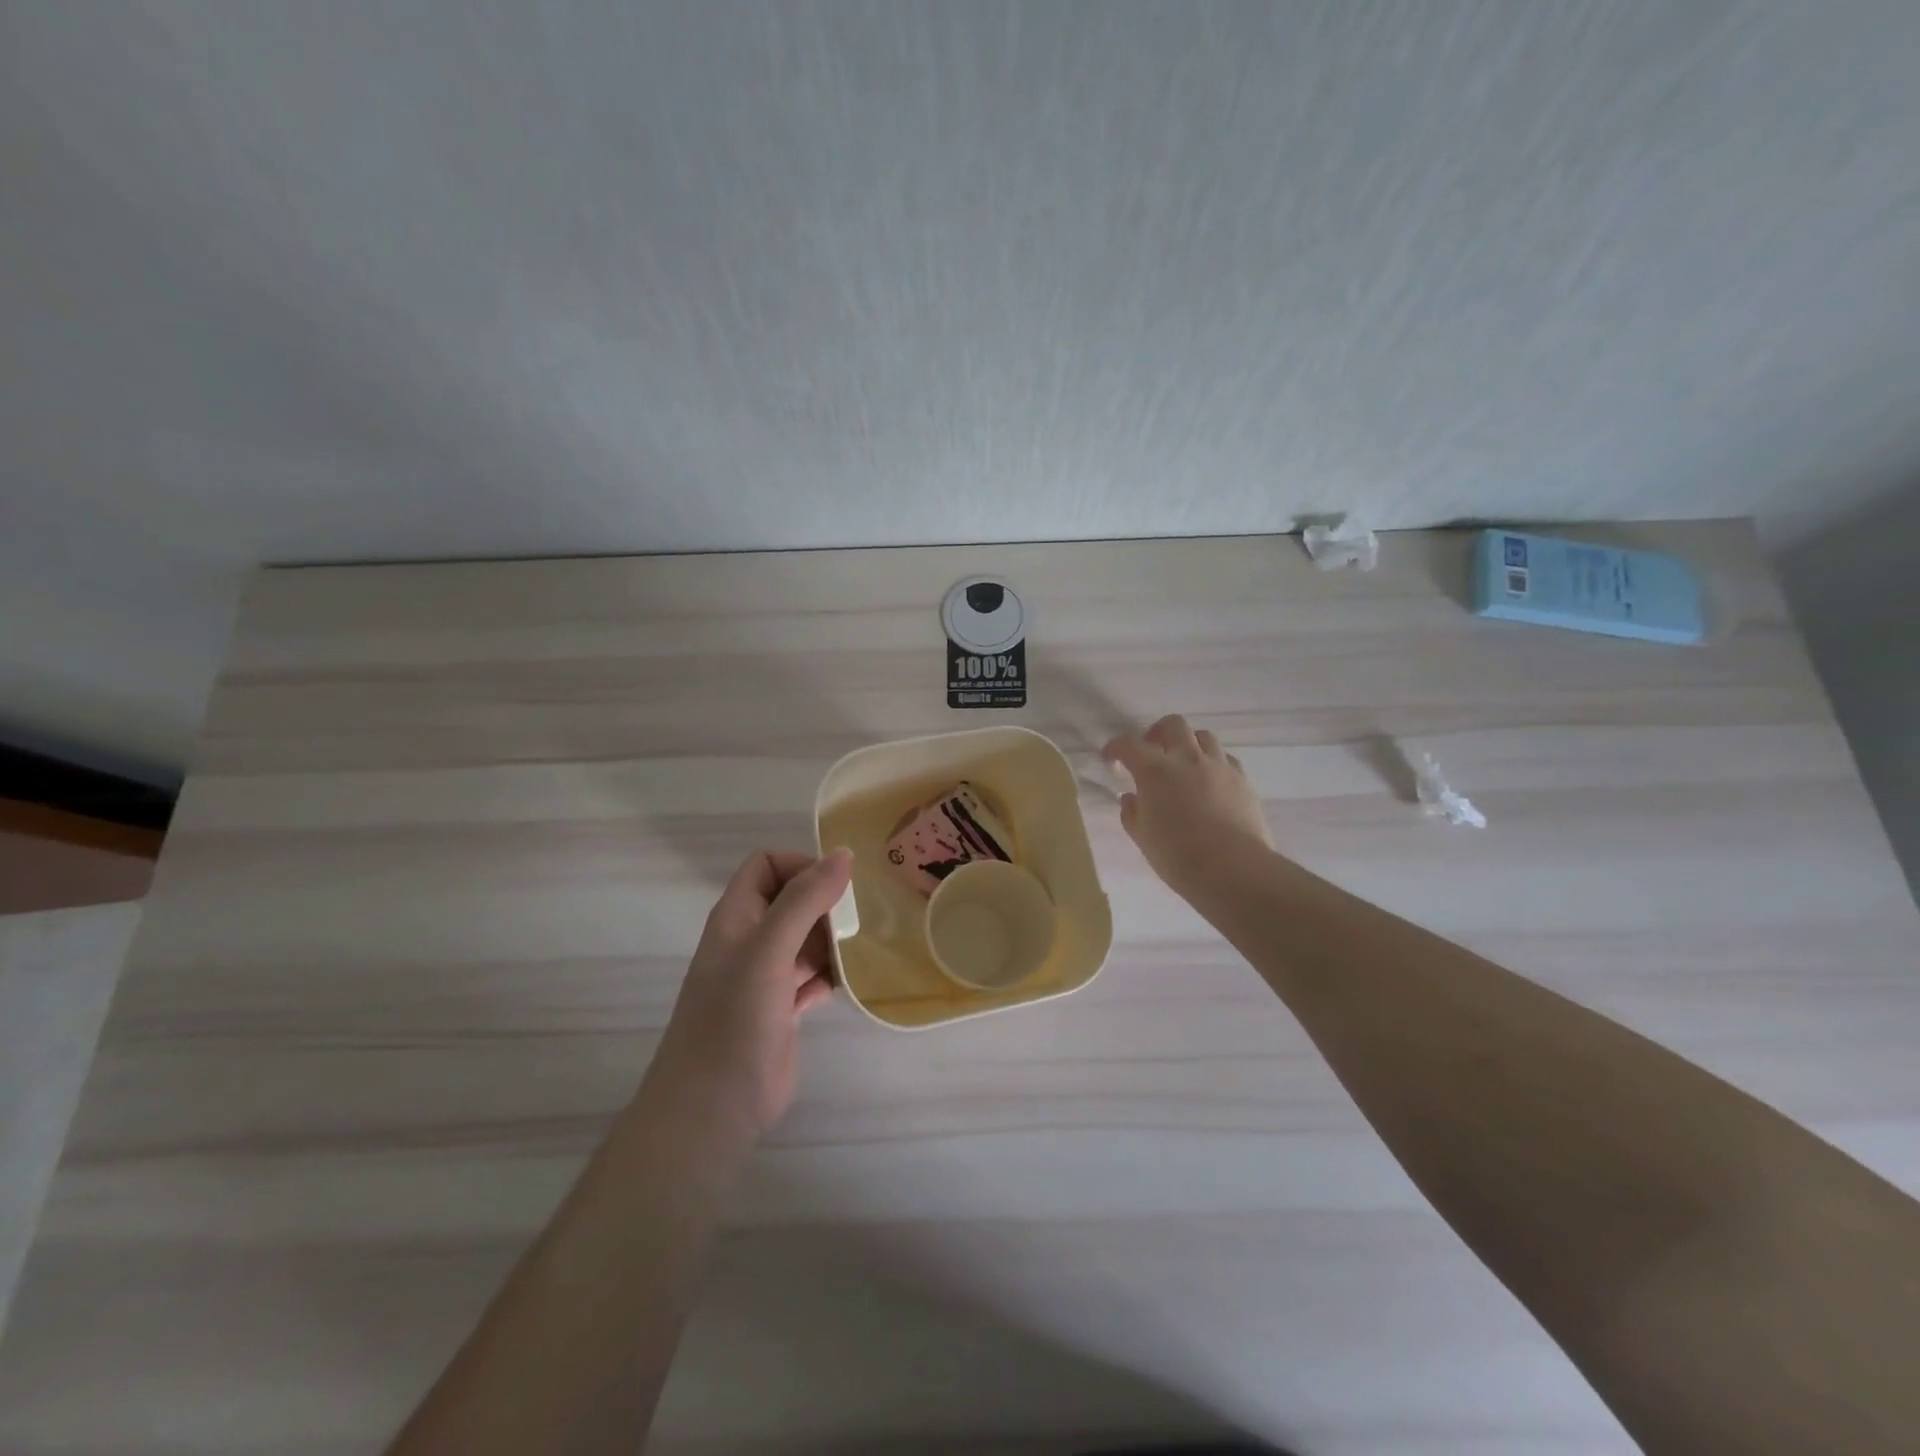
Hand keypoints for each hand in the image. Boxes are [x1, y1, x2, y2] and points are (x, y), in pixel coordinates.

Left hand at [649, 848, 852, 1139]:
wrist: (714, 1107)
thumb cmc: (735, 1018)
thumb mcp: (769, 949)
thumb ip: (804, 900)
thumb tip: (843, 854)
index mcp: (736, 917)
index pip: (767, 865)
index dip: (801, 865)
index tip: (836, 886)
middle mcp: (749, 940)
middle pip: (792, 900)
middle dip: (825, 904)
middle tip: (857, 921)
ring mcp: (765, 977)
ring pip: (806, 939)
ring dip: (833, 940)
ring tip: (862, 949)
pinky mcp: (782, 1009)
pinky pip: (813, 976)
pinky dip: (832, 975)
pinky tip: (850, 983)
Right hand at [1103, 714, 1274, 896]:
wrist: (1233, 869)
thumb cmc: (1178, 856)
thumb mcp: (1142, 837)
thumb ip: (1132, 812)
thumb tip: (1131, 797)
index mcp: (1154, 771)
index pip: (1129, 745)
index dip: (1115, 747)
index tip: (1110, 758)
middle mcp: (1187, 758)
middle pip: (1172, 725)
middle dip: (1157, 733)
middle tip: (1151, 752)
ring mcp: (1218, 766)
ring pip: (1203, 736)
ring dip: (1188, 744)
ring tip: (1183, 764)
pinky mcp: (1242, 779)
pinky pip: (1225, 758)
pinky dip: (1212, 762)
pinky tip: (1209, 781)